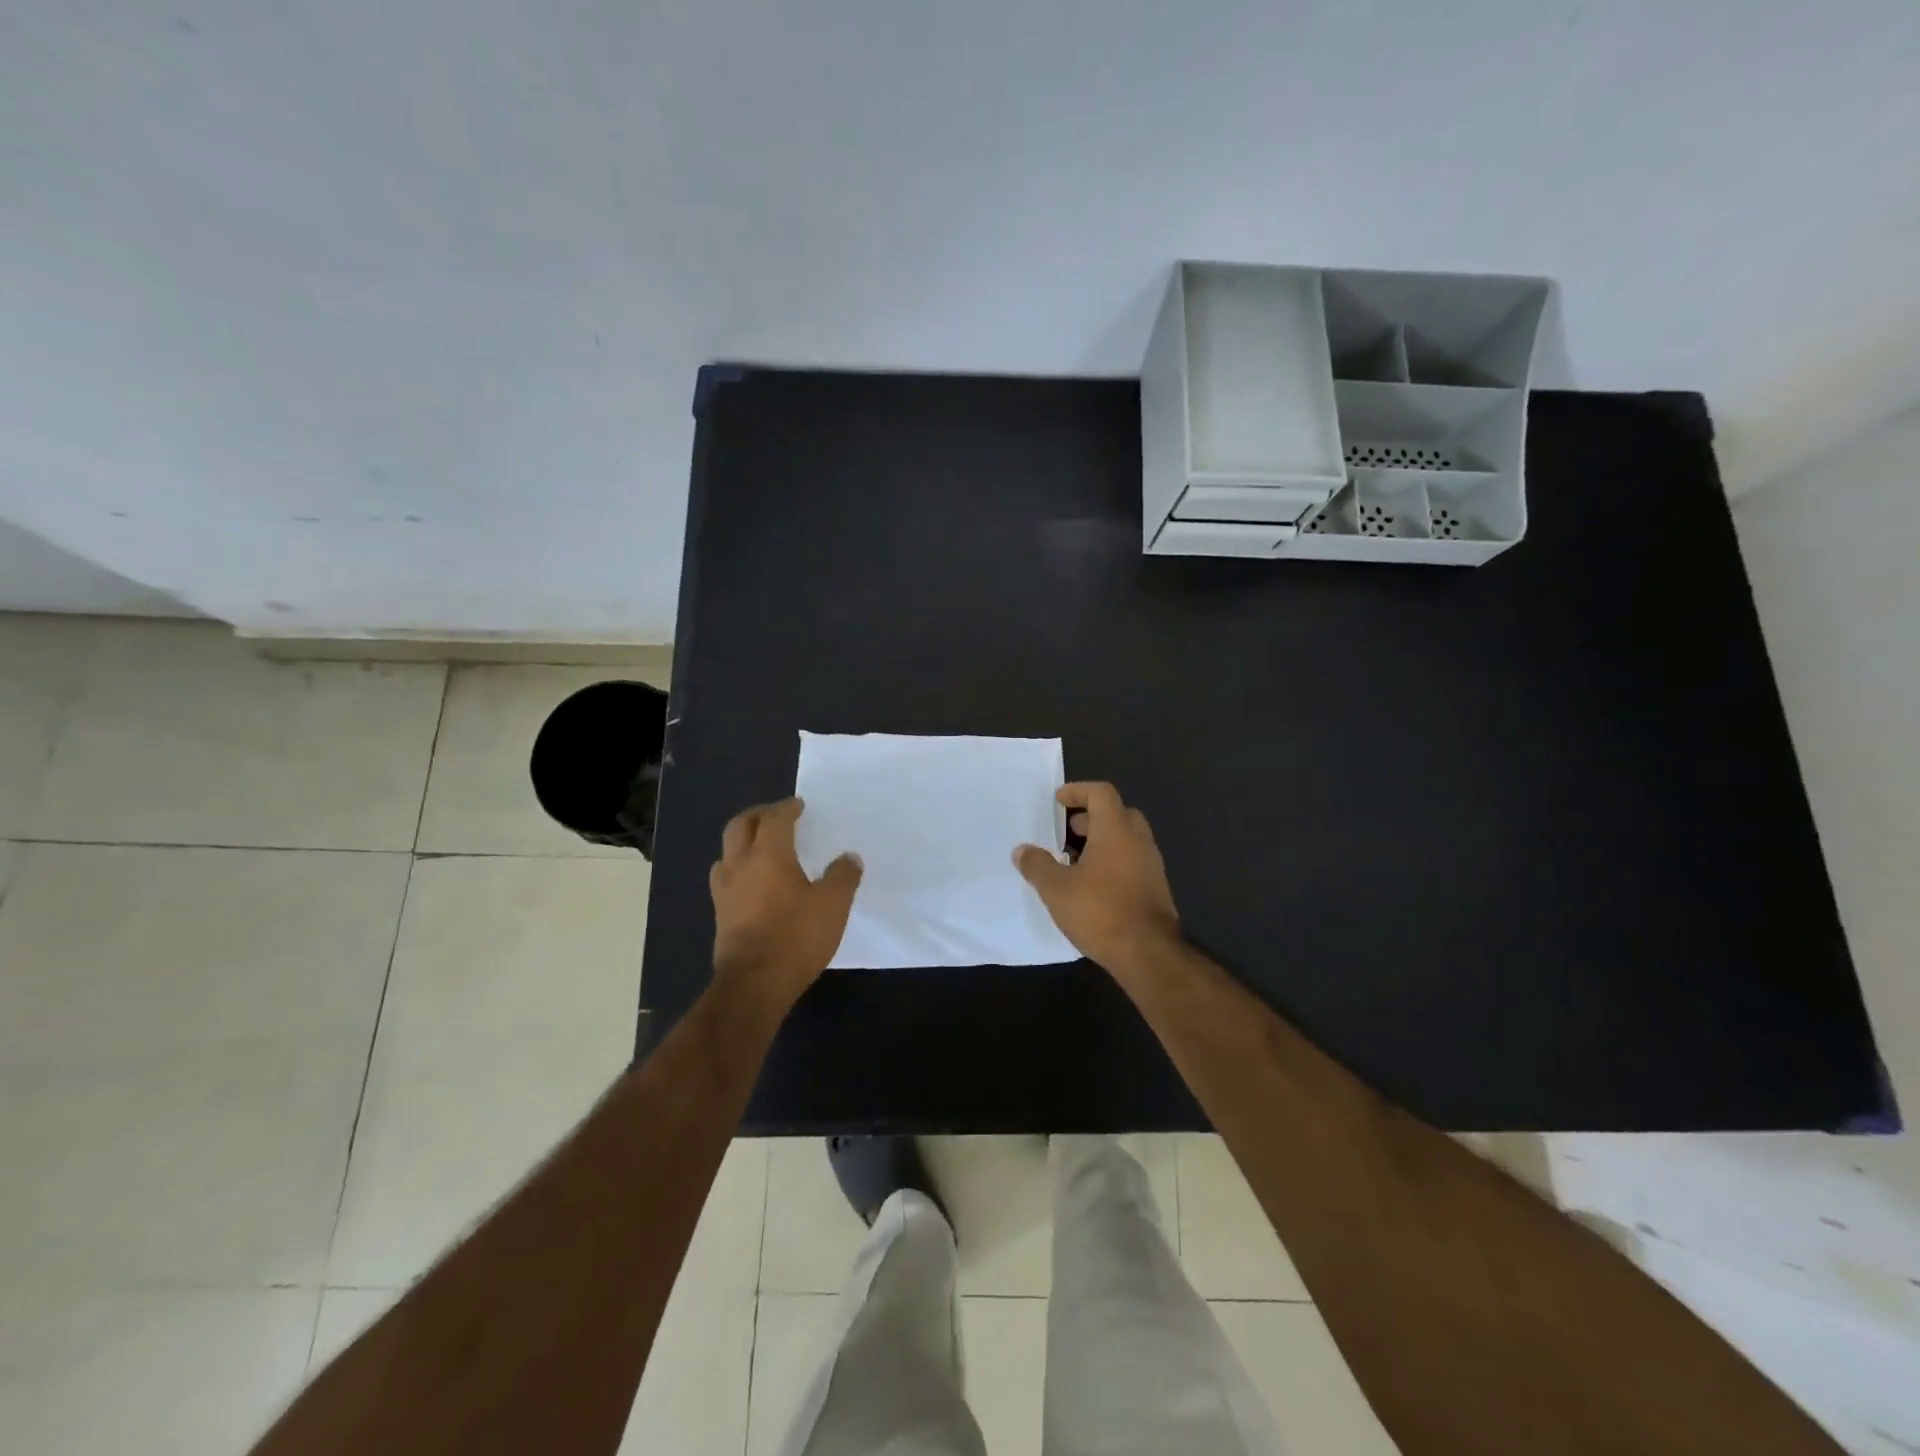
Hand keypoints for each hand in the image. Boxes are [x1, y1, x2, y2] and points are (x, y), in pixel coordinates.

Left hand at [710, 798, 862, 1012]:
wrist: (754, 985)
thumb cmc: (795, 937)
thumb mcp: (833, 905)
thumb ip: (843, 876)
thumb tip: (849, 857)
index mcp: (768, 855)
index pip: (774, 819)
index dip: (787, 808)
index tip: (799, 806)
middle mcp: (740, 865)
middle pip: (740, 826)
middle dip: (758, 816)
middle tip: (777, 816)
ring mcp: (725, 891)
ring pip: (727, 852)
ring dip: (743, 842)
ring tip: (762, 848)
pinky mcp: (720, 914)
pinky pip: (726, 878)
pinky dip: (739, 868)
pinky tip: (752, 883)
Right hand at [1014, 782, 1180, 976]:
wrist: (1149, 953)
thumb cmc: (1100, 910)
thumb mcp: (1056, 888)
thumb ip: (1037, 865)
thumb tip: (1022, 850)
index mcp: (1116, 829)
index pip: (1101, 793)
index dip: (1078, 791)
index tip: (1058, 800)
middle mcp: (1138, 840)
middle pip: (1117, 813)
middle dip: (1091, 817)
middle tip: (1067, 832)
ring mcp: (1151, 864)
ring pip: (1126, 839)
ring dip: (1102, 841)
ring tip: (1074, 862)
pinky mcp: (1155, 888)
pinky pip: (1132, 861)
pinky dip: (1113, 861)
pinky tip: (1093, 885)